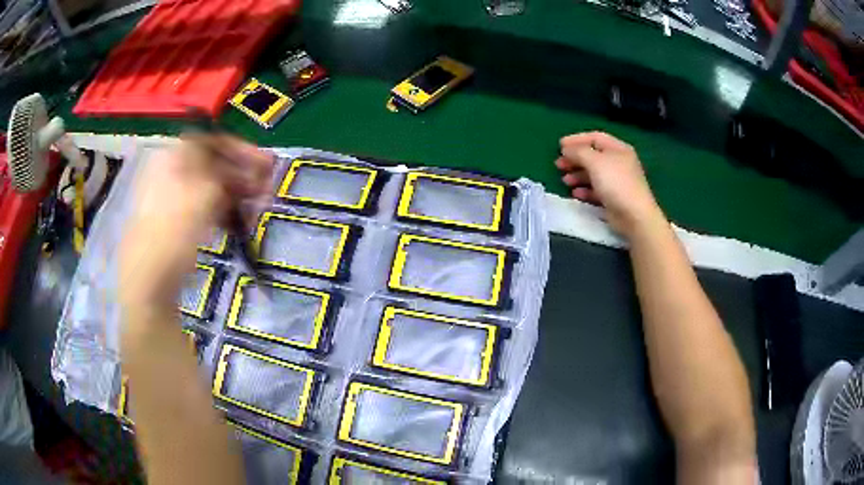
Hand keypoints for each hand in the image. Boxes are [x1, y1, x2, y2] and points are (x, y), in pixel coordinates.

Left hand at [119, 135, 272, 315]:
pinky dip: (220, 210)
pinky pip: (201, 205)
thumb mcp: (208, 191)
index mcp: (176, 154)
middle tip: (266, 188)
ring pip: (209, 187)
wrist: (149, 274)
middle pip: (214, 164)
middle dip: (242, 175)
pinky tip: (236, 222)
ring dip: (235, 194)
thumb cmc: (176, 226)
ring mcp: (170, 195)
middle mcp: (172, 168)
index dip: (243, 149)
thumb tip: (251, 170)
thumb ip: (231, 174)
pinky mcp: (173, 218)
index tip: (265, 164)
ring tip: (256, 208)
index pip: (215, 140)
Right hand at [556, 131, 665, 236]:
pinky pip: (596, 190)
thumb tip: (566, 149)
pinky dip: (585, 190)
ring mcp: (617, 181)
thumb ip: (578, 152)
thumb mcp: (595, 161)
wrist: (634, 216)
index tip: (560, 146)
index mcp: (618, 149)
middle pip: (593, 156)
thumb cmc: (616, 183)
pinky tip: (576, 194)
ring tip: (565, 181)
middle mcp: (619, 162)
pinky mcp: (614, 198)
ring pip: (594, 173)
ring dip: (577, 175)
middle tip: (559, 164)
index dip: (577, 139)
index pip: (595, 137)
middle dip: (575, 159)